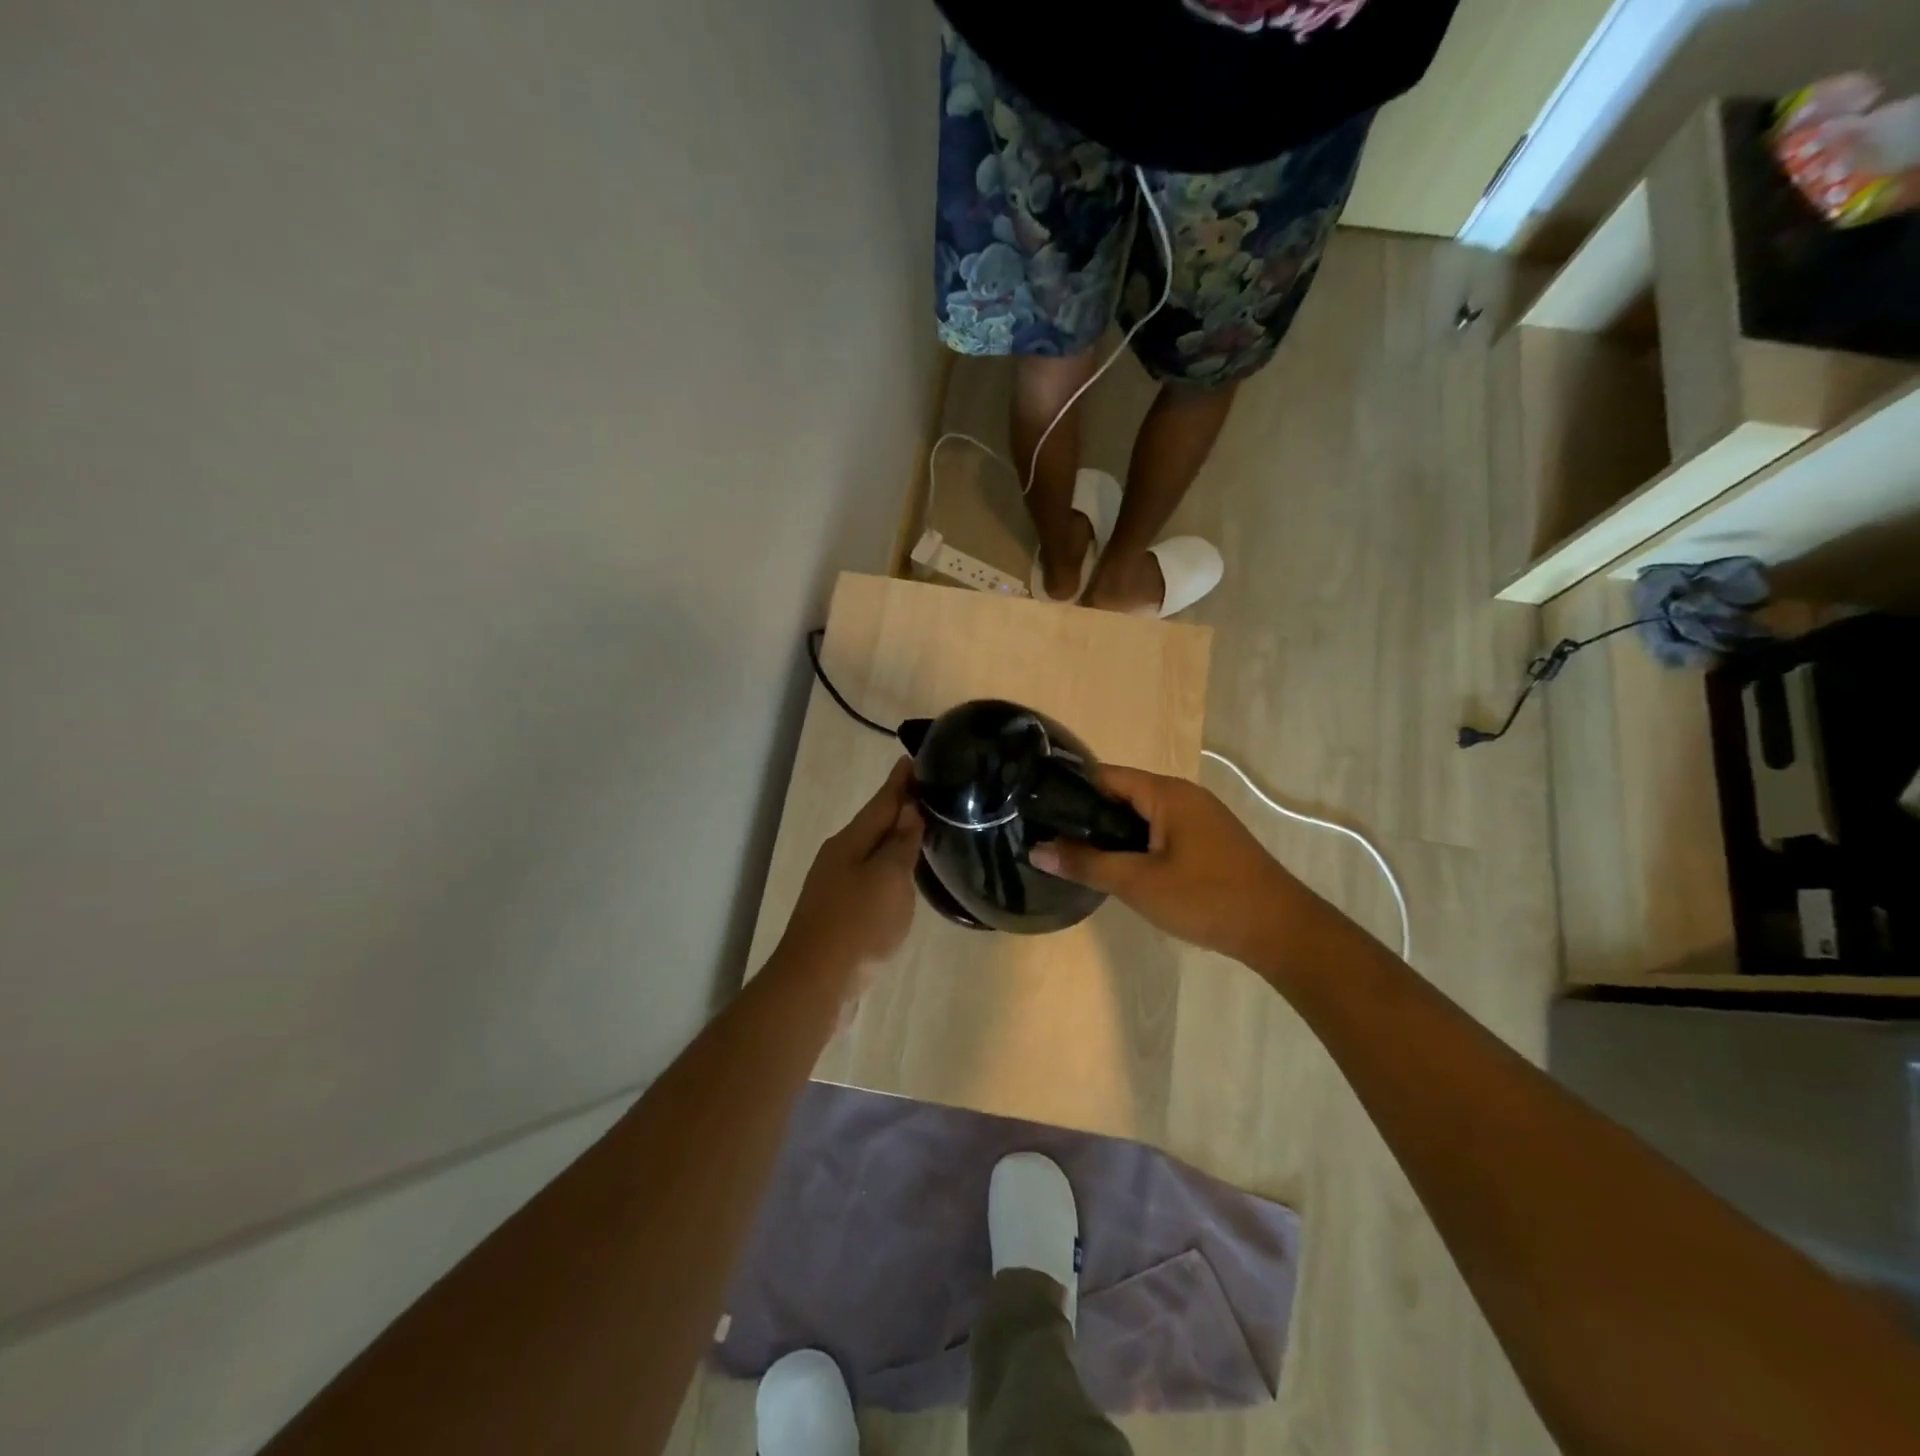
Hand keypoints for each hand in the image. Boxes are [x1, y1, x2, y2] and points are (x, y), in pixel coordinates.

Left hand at [777, 758, 923, 976]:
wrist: (816, 984)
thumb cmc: (857, 924)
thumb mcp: (888, 878)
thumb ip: (900, 842)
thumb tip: (909, 808)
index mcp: (850, 842)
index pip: (882, 801)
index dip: (901, 781)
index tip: (917, 757)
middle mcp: (840, 857)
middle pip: (875, 824)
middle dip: (900, 806)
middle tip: (932, 791)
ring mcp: (837, 886)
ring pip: (873, 852)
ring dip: (896, 838)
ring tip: (925, 827)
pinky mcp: (842, 913)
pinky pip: (872, 878)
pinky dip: (891, 868)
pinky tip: (905, 876)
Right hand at [1029, 765, 1302, 964]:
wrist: (1281, 930)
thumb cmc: (1207, 898)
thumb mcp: (1138, 883)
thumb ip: (1086, 864)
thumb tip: (1037, 850)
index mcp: (1167, 793)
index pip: (1105, 775)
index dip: (1069, 789)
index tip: (1038, 810)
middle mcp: (1184, 795)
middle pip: (1123, 794)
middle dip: (1088, 815)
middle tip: (1052, 838)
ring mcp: (1200, 818)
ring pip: (1142, 816)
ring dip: (1113, 833)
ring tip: (1078, 855)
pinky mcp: (1209, 841)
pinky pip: (1161, 831)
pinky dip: (1137, 843)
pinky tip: (1122, 868)